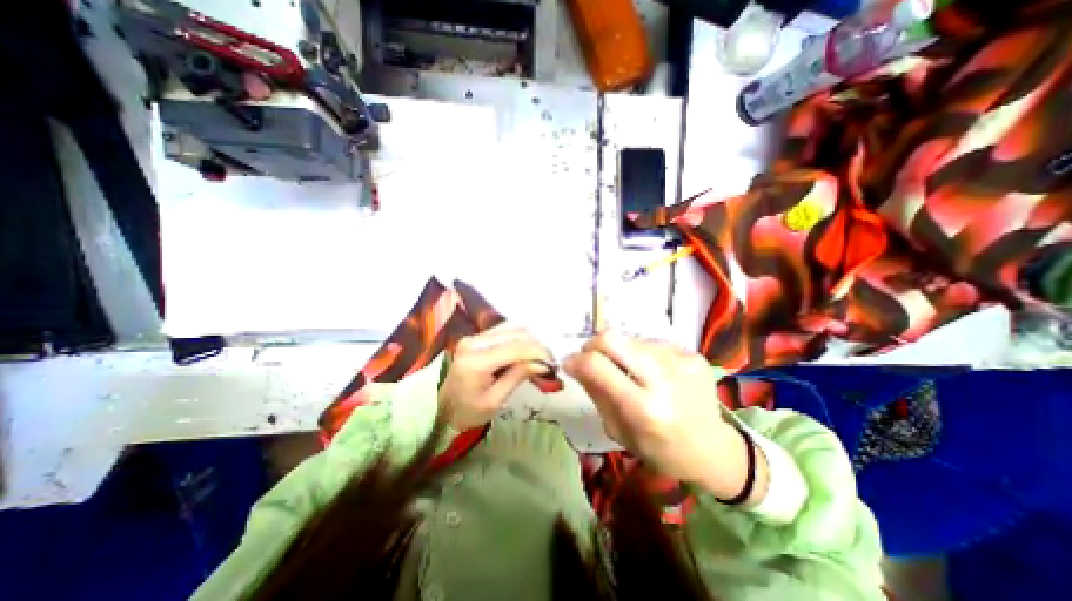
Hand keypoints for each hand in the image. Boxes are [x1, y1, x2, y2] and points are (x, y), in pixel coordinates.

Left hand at [438, 323, 551, 430]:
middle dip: (538, 347)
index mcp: (476, 360)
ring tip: (539, 362)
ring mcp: (475, 336)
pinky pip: (506, 332)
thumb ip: (518, 376)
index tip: (554, 366)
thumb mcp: (496, 400)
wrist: (443, 409)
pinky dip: (521, 342)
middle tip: (549, 366)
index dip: (539, 353)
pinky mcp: (477, 337)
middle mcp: (475, 341)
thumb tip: (543, 364)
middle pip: (517, 333)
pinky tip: (526, 356)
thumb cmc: (468, 412)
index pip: (516, 348)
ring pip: (513, 330)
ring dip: (531, 343)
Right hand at [564, 331, 766, 505]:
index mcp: (644, 409)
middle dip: (593, 345)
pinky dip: (643, 355)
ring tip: (630, 372)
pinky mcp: (692, 354)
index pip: (597, 366)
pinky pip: (652, 343)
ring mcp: (682, 362)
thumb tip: (576, 364)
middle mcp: (664, 379)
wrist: (715, 450)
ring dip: (620, 353)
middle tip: (591, 359)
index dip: (576, 360)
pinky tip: (653, 373)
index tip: (569, 364)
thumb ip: (596, 394)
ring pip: (631, 339)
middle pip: (613, 338)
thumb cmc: (661, 450)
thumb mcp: (619, 432)